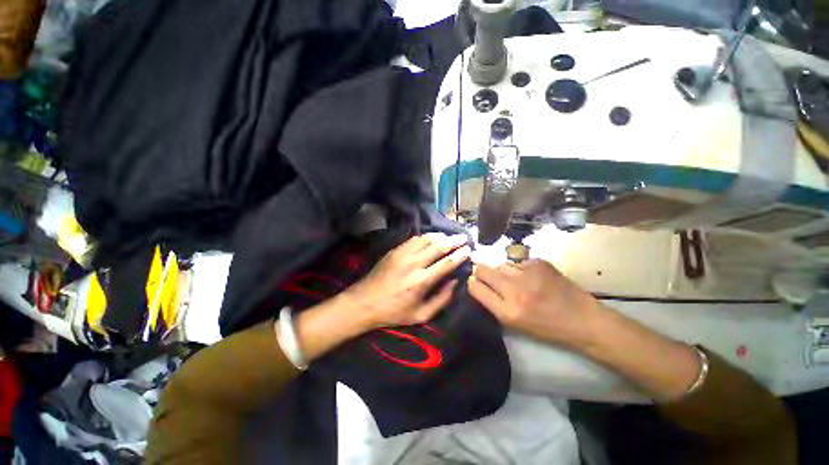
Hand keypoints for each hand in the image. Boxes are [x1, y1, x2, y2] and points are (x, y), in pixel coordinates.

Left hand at [343, 232, 471, 329]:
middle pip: (439, 246)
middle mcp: (414, 263)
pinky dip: (426, 237)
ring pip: (427, 239)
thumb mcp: (421, 315)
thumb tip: (455, 282)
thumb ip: (441, 300)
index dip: (460, 255)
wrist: (364, 302)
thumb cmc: (394, 312)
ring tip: (450, 236)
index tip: (469, 249)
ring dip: (441, 236)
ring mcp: (403, 254)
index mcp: (422, 281)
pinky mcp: (395, 250)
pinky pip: (414, 239)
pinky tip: (431, 238)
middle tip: (464, 237)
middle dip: (454, 240)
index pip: (447, 262)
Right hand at [468, 259, 600, 346]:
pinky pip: (517, 261)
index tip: (475, 282)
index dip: (472, 282)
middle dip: (481, 271)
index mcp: (507, 311)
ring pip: (500, 264)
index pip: (475, 287)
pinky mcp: (539, 263)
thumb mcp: (514, 323)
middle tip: (490, 276)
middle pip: (483, 269)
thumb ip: (493, 302)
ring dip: (502, 270)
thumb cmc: (547, 327)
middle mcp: (514, 290)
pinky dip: (519, 267)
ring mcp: (528, 274)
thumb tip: (477, 281)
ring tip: (516, 279)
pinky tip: (531, 276)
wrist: (583, 320)